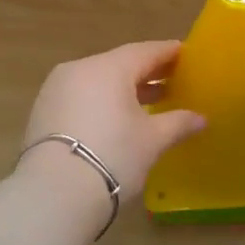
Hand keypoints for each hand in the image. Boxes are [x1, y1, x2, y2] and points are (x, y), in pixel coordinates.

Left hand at [19, 41, 206, 218]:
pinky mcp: (43, 111)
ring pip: (98, 81)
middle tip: (173, 79)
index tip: (186, 54)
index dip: (168, 53)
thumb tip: (201, 118)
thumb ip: (178, 123)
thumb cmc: (113, 156)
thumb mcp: (152, 140)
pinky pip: (81, 96)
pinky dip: (102, 101)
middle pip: (120, 64)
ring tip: (150, 102)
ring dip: (124, 89)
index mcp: (109, 67)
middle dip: (148, 72)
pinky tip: (117, 118)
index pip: (145, 51)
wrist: (54, 193)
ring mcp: (56, 89)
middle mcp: (80, 69)